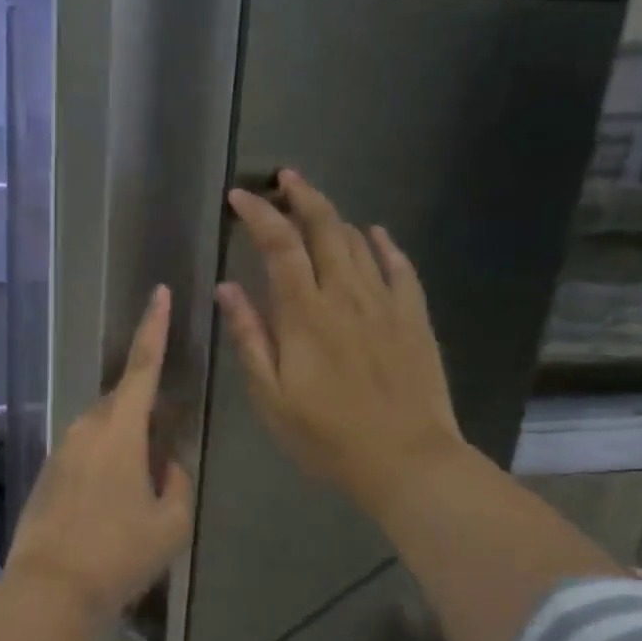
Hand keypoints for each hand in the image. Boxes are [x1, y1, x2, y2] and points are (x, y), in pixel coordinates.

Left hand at [6, 286, 193, 614]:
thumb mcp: (171, 522)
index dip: (155, 327)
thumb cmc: (119, 552)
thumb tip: (166, 464)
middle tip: (164, 449)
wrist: (51, 587)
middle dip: (145, 413)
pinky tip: (111, 506)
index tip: (161, 293)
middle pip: (123, 403)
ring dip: (125, 445)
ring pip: (103, 431)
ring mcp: (62, 449)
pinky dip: (105, 465)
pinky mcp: (48, 472)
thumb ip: (176, 482)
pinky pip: (85, 453)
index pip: (143, 366)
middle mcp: (86, 428)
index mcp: (119, 430)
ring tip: (139, 490)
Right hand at [217, 171, 464, 513]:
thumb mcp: (271, 396)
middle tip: (283, 178)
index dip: (258, 214)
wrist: (408, 462)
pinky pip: (401, 268)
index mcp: (305, 314)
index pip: (278, 245)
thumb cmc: (327, 436)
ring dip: (335, 217)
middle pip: (325, 228)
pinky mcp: (414, 318)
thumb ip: (250, 337)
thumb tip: (227, 288)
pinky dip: (385, 245)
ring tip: (315, 206)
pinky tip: (376, 234)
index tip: (239, 196)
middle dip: (302, 196)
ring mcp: (386, 304)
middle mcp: (346, 296)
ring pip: (360, 242)